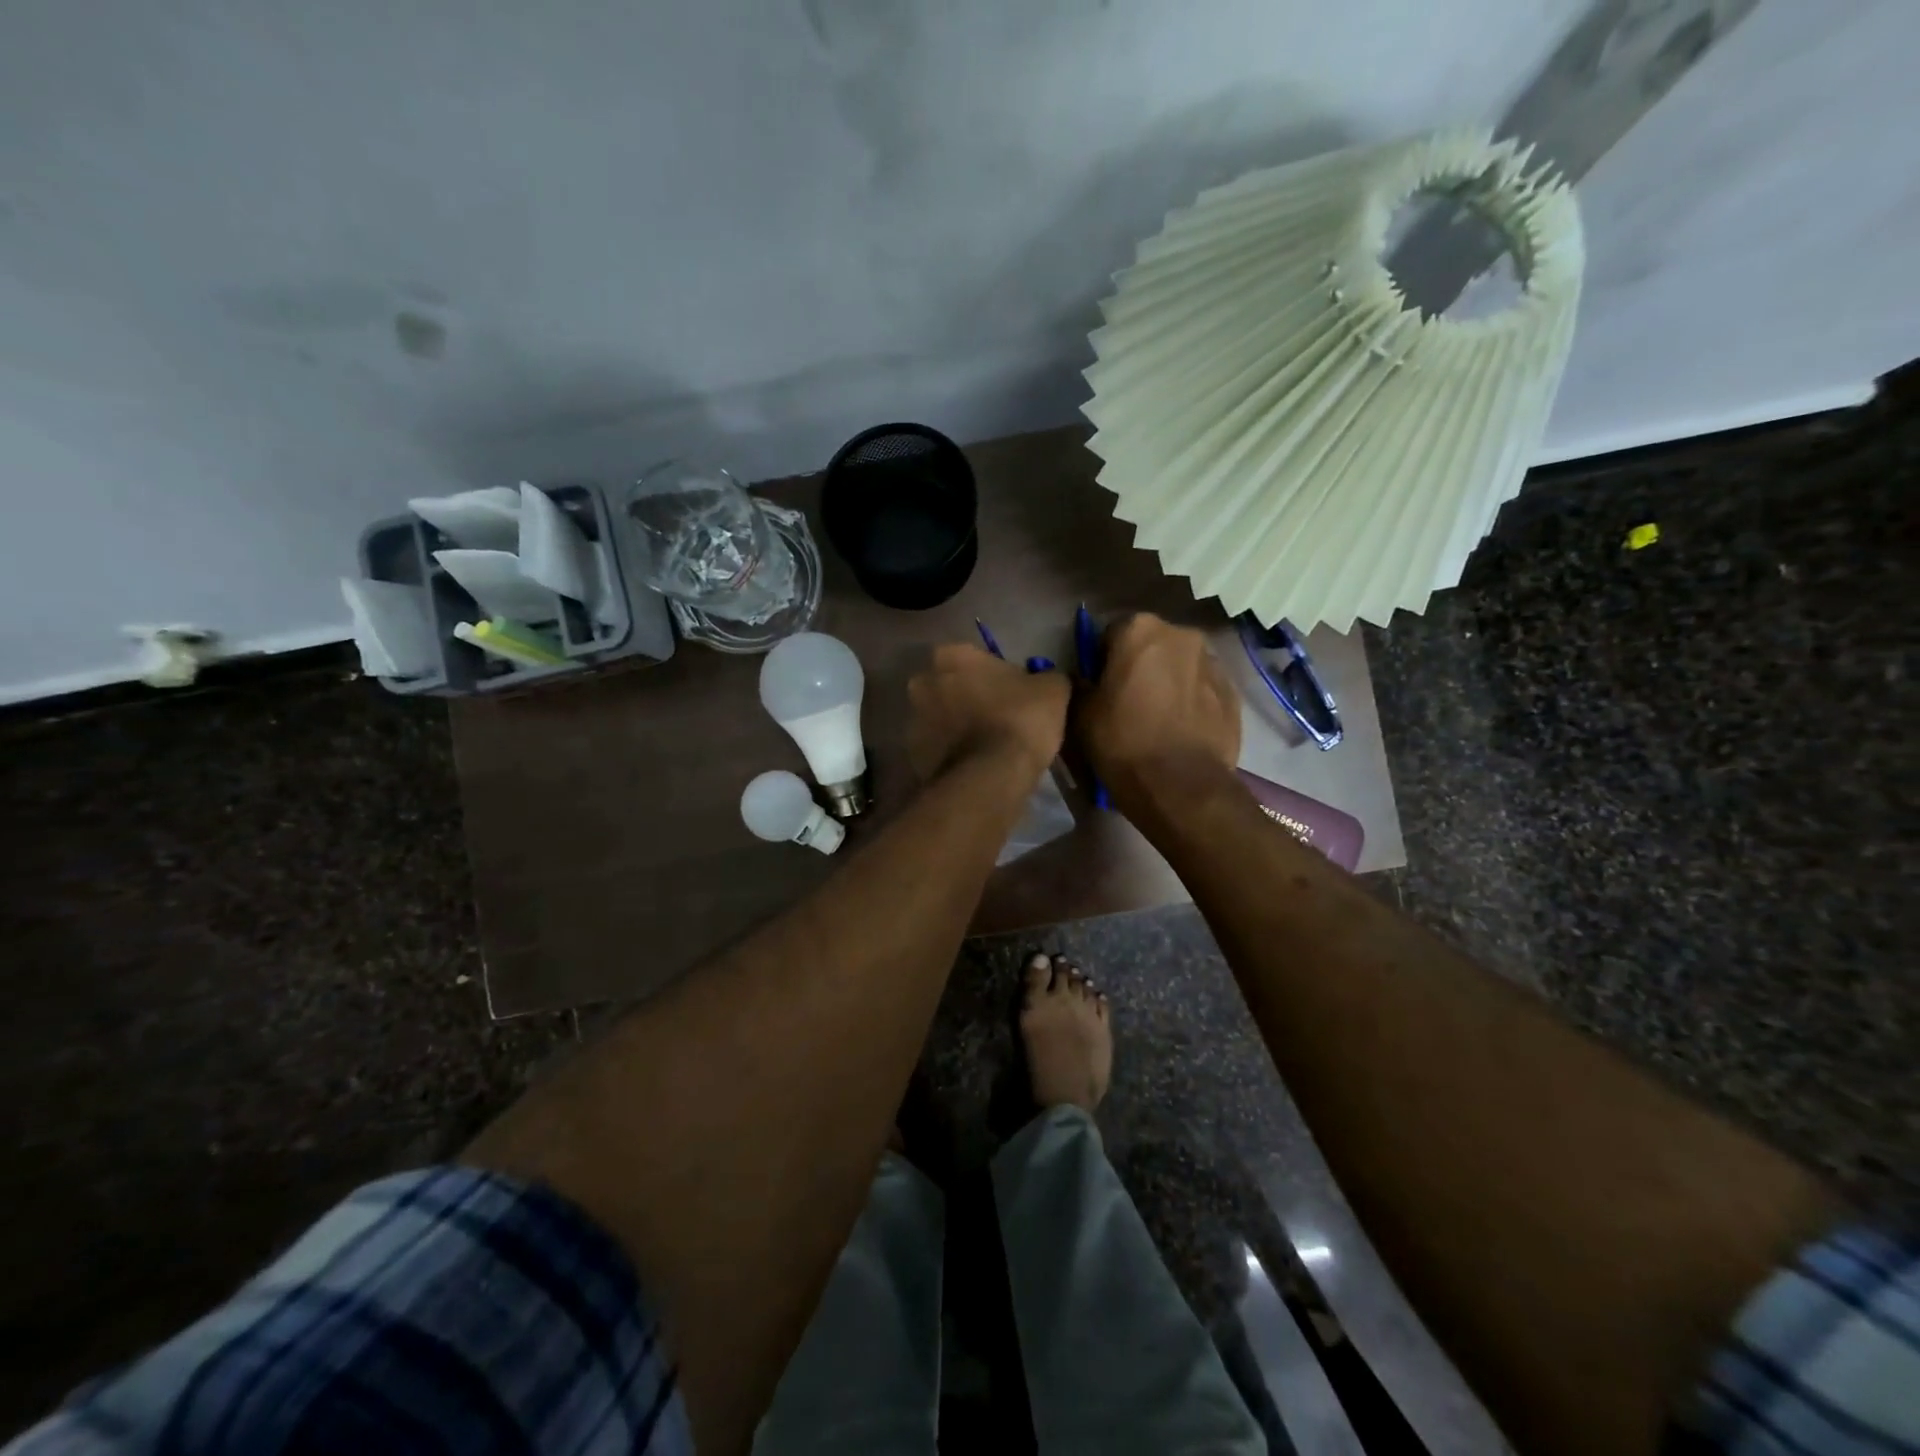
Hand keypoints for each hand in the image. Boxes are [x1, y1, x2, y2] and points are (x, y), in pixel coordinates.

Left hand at [907, 643, 1069, 781]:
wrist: (991, 776)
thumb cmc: (1020, 719)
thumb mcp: (1053, 689)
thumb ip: (1047, 677)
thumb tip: (1047, 681)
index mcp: (952, 656)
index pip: (972, 658)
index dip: (992, 675)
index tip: (1010, 693)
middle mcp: (923, 682)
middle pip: (948, 687)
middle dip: (966, 699)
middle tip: (996, 719)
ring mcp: (912, 721)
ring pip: (938, 719)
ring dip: (955, 727)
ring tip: (986, 748)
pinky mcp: (913, 756)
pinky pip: (936, 750)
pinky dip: (950, 755)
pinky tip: (974, 767)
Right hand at [1074, 614, 1240, 803]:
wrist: (1181, 786)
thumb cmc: (1123, 742)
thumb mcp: (1081, 713)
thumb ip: (1080, 684)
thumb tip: (1086, 679)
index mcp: (1139, 629)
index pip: (1111, 633)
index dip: (1102, 660)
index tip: (1100, 686)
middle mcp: (1180, 634)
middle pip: (1151, 644)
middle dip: (1140, 665)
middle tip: (1128, 702)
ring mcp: (1212, 662)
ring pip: (1180, 664)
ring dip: (1168, 680)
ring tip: (1157, 718)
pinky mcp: (1233, 692)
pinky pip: (1202, 688)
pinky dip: (1191, 700)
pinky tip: (1180, 730)